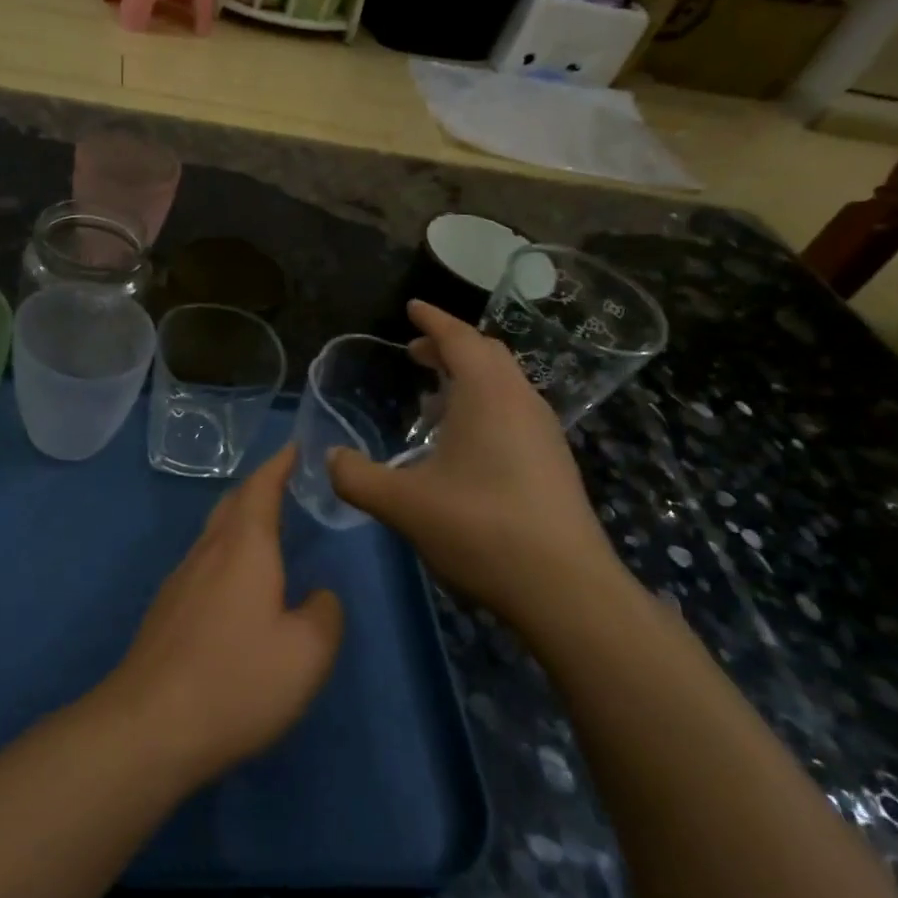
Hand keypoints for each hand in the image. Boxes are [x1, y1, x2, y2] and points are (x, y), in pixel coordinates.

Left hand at [106, 445, 343, 788]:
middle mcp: (207, 553)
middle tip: (281, 482)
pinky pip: (201, 562)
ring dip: (238, 520)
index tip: (292, 447)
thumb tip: (319, 596)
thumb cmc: (237, 681)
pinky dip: (224, 552)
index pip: (261, 489)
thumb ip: (325, 615)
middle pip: (231, 504)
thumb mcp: (307, 654)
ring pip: (212, 533)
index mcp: (244, 549)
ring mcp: (180, 580)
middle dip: (257, 487)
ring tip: (262, 529)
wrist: (150, 725)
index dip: (277, 465)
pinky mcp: (166, 610)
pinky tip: (233, 583)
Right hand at [328, 301, 626, 633]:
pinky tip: (463, 443)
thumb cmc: (482, 530)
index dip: (433, 320)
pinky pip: (514, 411)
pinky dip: (485, 405)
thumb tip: (330, 458)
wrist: (566, 590)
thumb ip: (357, 477)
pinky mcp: (553, 463)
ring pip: (505, 384)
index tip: (413, 307)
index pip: (460, 339)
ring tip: (434, 395)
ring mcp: (544, 433)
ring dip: (469, 377)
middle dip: (450, 346)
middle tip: (415, 352)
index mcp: (488, 396)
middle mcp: (521, 402)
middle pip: (487, 355)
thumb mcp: (403, 504)